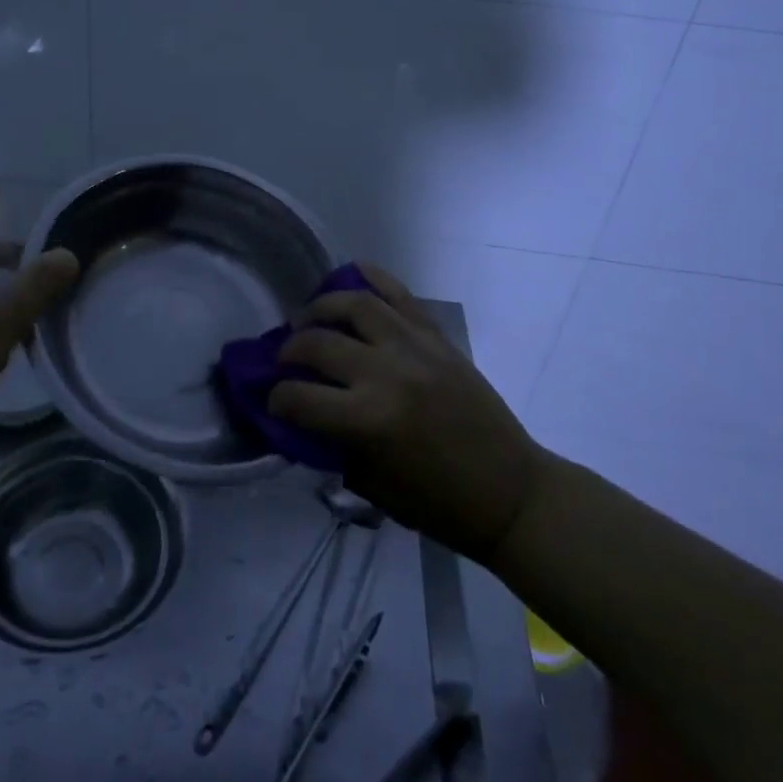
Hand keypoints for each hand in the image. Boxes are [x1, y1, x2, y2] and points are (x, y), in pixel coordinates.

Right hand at [270, 264, 545, 564]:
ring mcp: (415, 347)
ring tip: (310, 318)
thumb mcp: (371, 485)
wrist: (510, 491)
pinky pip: (399, 294)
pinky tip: (350, 278)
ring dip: (321, 307)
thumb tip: (298, 416)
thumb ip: (330, 445)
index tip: (272, 401)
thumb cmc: (438, 503)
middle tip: (285, 360)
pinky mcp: (437, 337)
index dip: (275, 400)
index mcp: (369, 420)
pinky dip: (371, 278)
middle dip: (289, 350)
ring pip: (354, 304)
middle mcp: (387, 373)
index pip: (299, 398)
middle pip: (318, 343)